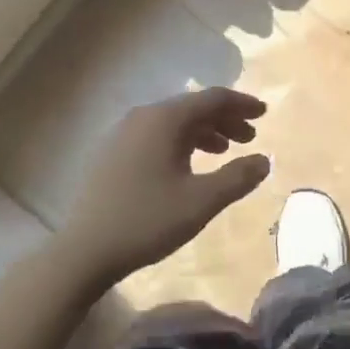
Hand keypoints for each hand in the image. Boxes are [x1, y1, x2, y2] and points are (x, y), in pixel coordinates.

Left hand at [54, 88, 270, 286]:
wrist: (84, 250)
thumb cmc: (147, 221)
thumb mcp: (200, 202)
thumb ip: (237, 177)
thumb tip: (265, 159)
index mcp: (164, 119)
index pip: (212, 98)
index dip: (241, 104)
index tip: (264, 113)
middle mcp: (143, 116)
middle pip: (192, 107)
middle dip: (225, 119)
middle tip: (250, 137)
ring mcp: (124, 132)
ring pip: (174, 122)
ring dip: (204, 132)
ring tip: (225, 151)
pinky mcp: (114, 151)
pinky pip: (157, 134)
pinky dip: (182, 142)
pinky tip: (189, 165)